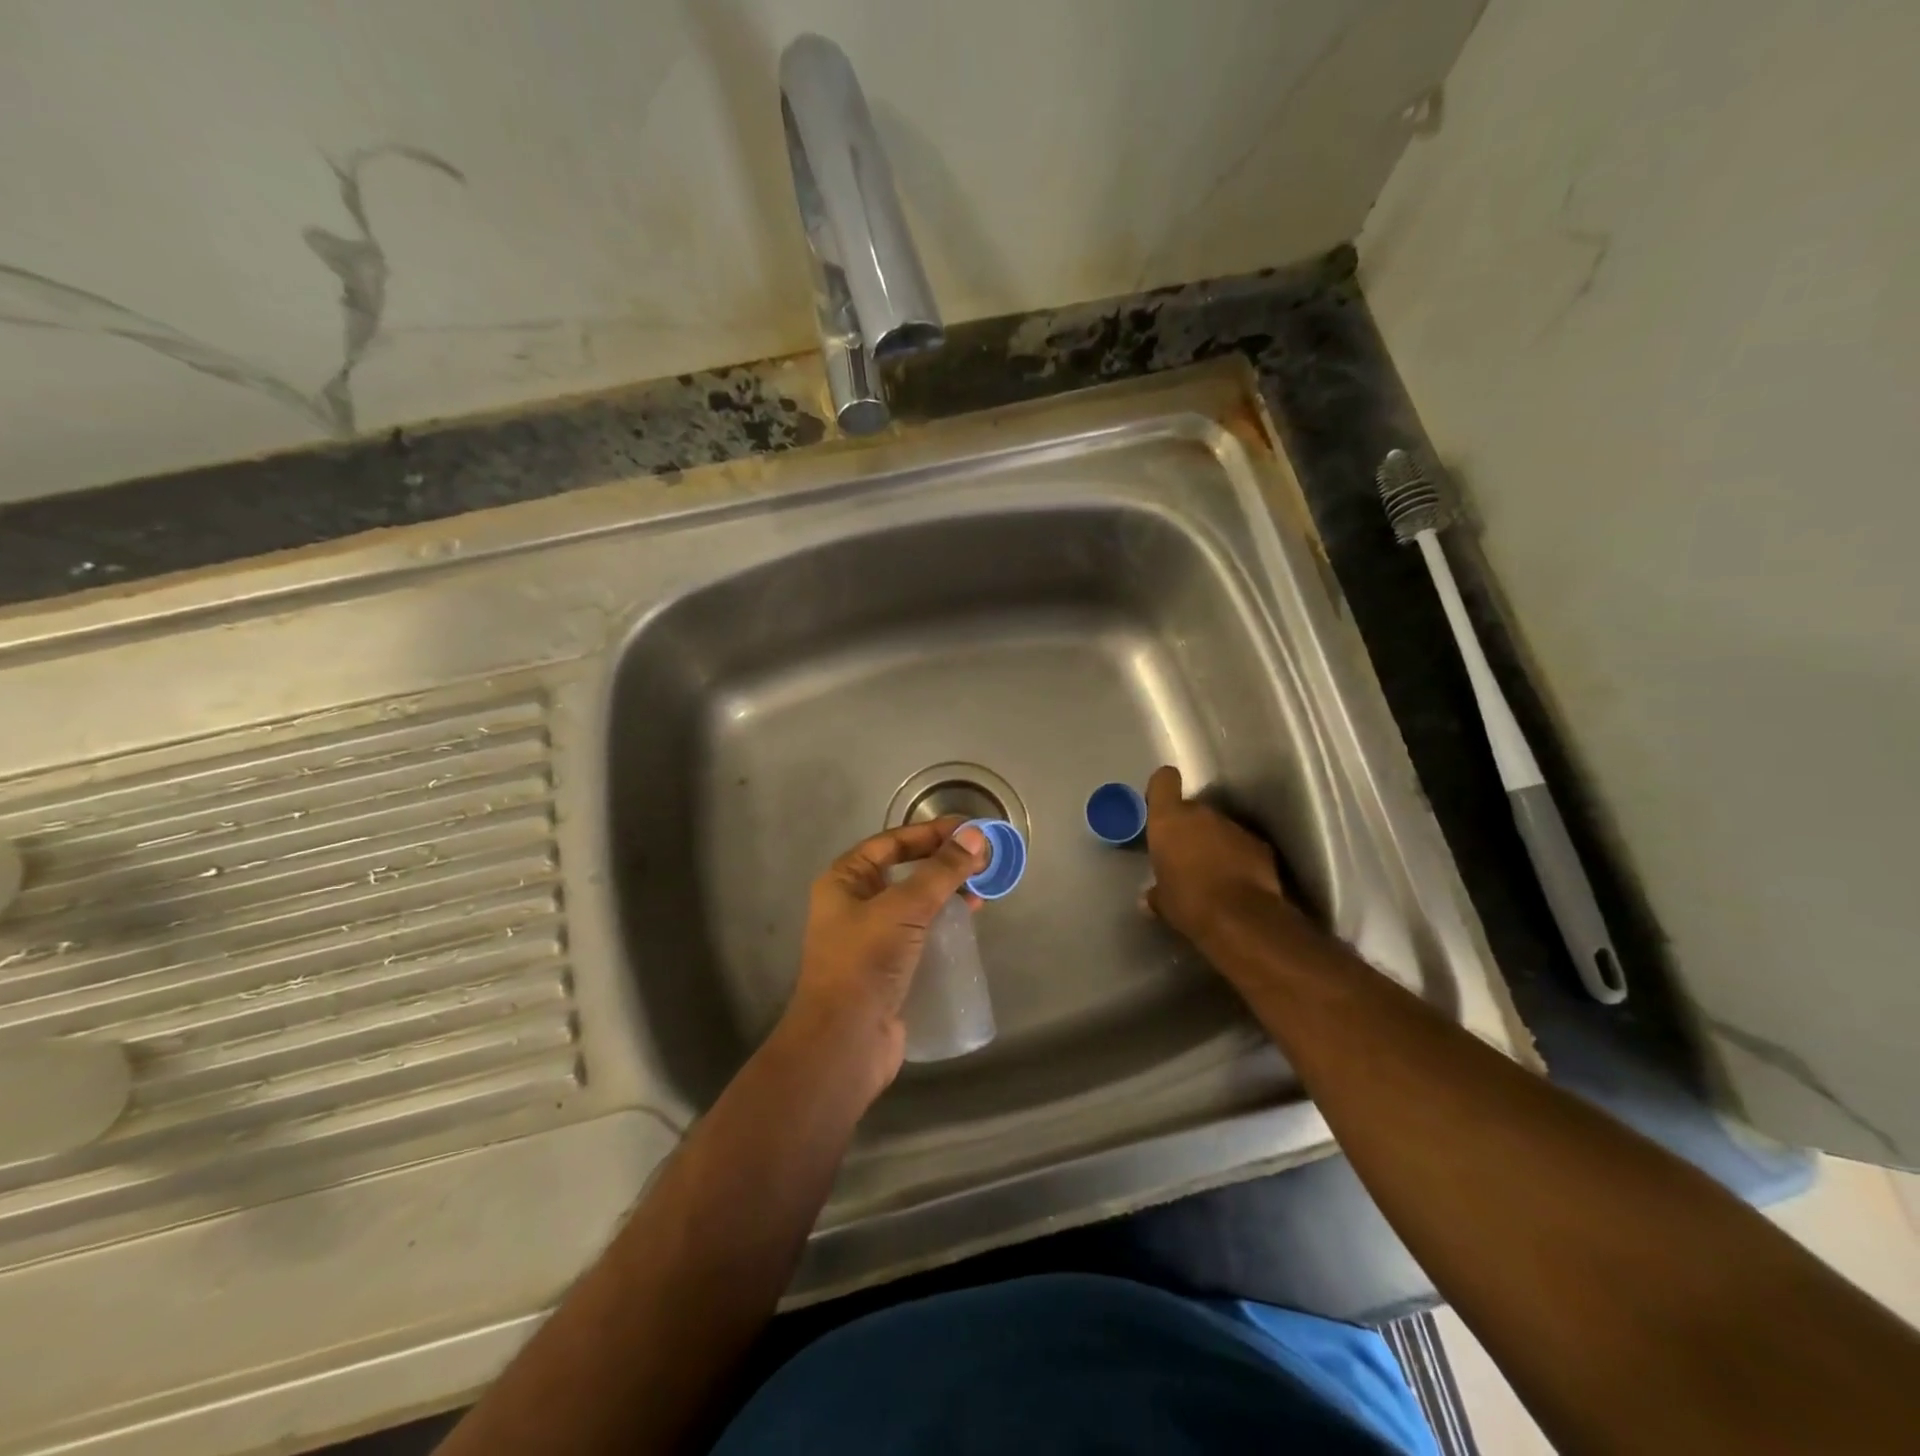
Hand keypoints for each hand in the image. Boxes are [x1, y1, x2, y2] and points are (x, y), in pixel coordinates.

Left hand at [784, 818, 987, 1094]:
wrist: (844, 1042)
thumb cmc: (865, 963)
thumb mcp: (904, 908)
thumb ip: (941, 871)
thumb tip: (976, 835)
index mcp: (845, 880)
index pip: (892, 842)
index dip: (931, 833)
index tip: (970, 830)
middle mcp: (854, 903)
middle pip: (905, 870)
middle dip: (944, 862)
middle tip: (984, 860)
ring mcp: (870, 937)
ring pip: (915, 902)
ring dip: (947, 892)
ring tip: (983, 889)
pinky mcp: (888, 967)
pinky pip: (920, 932)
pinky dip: (944, 923)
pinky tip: (968, 923)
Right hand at [1144, 765, 1289, 948]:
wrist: (1241, 919)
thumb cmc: (1188, 903)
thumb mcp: (1162, 900)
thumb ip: (1155, 891)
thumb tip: (1150, 897)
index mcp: (1169, 820)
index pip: (1164, 780)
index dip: (1161, 789)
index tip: (1159, 806)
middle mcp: (1202, 814)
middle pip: (1192, 808)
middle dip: (1188, 827)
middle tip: (1184, 855)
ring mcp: (1234, 827)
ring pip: (1218, 826)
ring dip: (1214, 843)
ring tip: (1212, 873)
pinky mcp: (1260, 844)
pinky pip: (1241, 844)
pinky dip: (1238, 857)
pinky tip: (1236, 882)